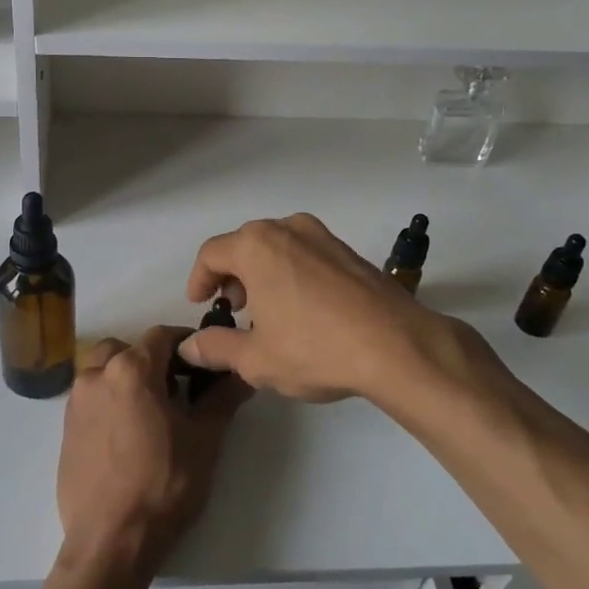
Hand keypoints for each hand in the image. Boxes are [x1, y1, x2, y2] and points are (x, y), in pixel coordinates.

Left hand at [57, 326, 249, 575]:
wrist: (111, 541)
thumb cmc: (164, 485)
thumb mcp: (204, 440)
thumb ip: (223, 398)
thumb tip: (243, 373)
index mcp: (130, 370)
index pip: (162, 335)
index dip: (186, 344)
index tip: (203, 362)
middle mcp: (96, 375)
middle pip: (126, 348)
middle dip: (152, 359)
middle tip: (176, 387)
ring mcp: (76, 402)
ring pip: (103, 370)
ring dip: (126, 377)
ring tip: (150, 411)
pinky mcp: (65, 429)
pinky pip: (90, 398)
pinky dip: (109, 400)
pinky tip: (127, 434)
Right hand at [179, 214, 460, 405]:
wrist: (397, 346)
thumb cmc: (315, 349)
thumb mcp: (256, 359)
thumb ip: (216, 348)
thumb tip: (190, 347)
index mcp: (256, 246)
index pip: (212, 254)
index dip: (199, 279)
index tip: (201, 304)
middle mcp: (287, 229)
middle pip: (244, 245)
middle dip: (232, 276)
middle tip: (234, 309)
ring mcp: (322, 236)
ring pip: (277, 247)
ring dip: (263, 273)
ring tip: (268, 311)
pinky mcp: (349, 251)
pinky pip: (306, 254)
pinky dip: (292, 273)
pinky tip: (303, 309)